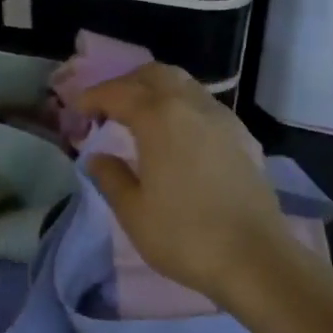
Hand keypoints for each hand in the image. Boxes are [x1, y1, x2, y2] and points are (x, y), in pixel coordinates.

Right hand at [78, 64, 305, 307]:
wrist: (255, 258)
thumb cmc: (185, 236)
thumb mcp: (134, 212)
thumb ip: (111, 177)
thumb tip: (97, 157)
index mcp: (159, 118)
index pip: (118, 93)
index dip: (93, 97)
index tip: (77, 111)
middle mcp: (192, 105)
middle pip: (154, 74)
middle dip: (126, 84)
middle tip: (107, 108)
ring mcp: (222, 118)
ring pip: (184, 84)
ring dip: (156, 91)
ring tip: (139, 118)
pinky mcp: (243, 136)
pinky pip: (204, 105)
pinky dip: (181, 106)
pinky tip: (176, 136)